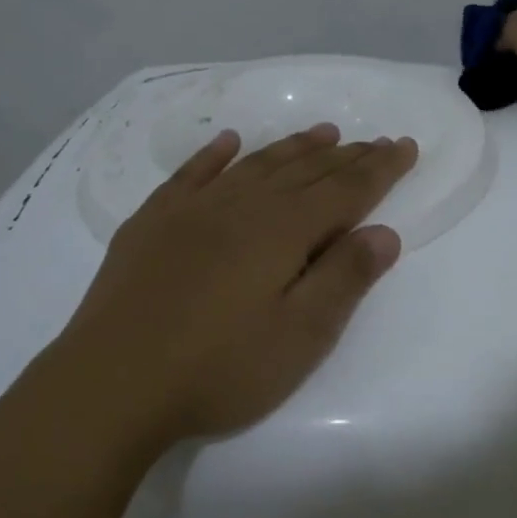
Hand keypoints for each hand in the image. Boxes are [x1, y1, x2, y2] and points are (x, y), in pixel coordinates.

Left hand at [51, 124, 417, 445]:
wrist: (111, 384)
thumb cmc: (218, 369)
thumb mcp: (300, 336)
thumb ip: (345, 280)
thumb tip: (385, 233)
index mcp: (282, 231)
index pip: (346, 190)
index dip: (381, 169)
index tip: (406, 146)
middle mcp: (241, 206)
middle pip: (305, 171)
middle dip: (346, 156)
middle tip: (376, 141)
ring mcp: (191, 210)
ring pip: (255, 165)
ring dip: (293, 148)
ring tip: (323, 133)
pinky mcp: (152, 224)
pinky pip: (192, 174)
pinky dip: (216, 154)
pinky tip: (229, 142)